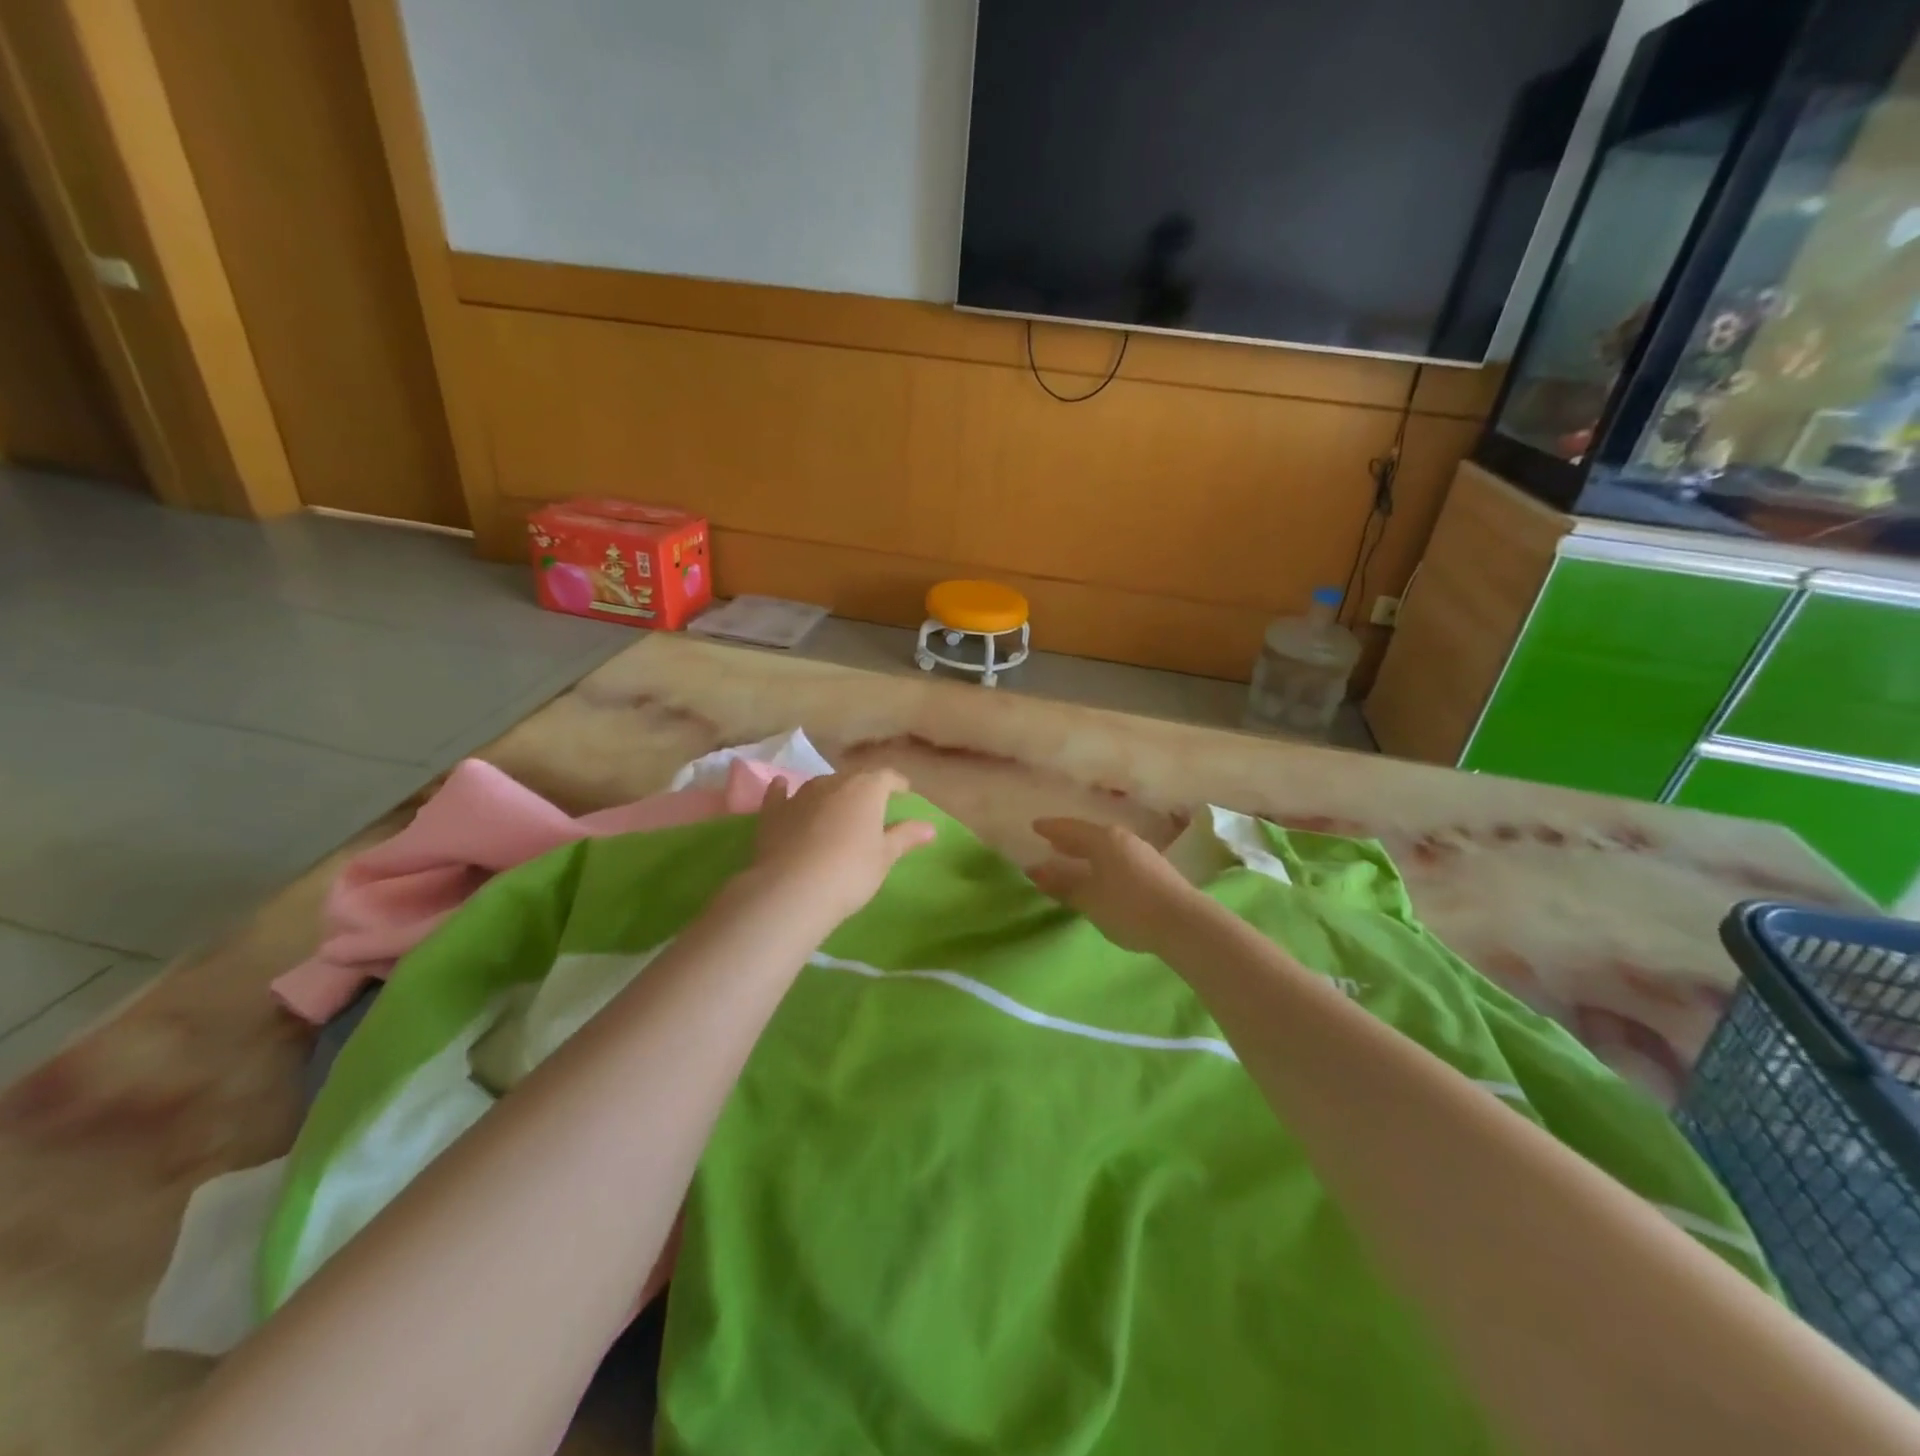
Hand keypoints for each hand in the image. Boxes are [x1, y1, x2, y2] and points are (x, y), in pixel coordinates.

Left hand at [752, 770, 934, 925]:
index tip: (903, 792)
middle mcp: (833, 783)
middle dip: (864, 788)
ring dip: (830, 791)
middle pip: (853, 778)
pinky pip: (780, 793)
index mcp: (866, 790)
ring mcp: (800, 795)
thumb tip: (930, 827)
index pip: (886, 777)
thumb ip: (905, 837)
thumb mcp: (884, 857)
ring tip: (836, 805)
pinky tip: (783, 787)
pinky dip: (784, 789)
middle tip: (871, 805)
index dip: (896, 783)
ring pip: (820, 784)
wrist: (793, 891)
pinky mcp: (773, 812)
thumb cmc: (850, 873)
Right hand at [1029, 818, 1204, 953]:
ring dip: (1088, 851)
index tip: (1035, 827)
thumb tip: (1034, 870)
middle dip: (1069, 839)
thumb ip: (1061, 884)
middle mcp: (1122, 839)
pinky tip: (1102, 873)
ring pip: (1106, 846)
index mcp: (1103, 839)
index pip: (1070, 828)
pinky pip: (1119, 857)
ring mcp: (1142, 853)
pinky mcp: (1155, 870)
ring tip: (1074, 857)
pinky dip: (1103, 861)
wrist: (1184, 923)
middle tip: (1051, 842)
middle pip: (1090, 835)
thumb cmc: (1128, 907)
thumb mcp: (1089, 898)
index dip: (1051, 828)